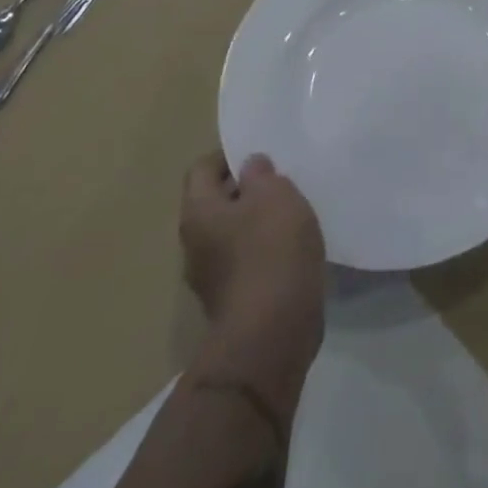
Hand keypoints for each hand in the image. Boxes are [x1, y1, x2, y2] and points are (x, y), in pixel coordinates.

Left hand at [179, 152, 324, 429]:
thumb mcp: (275, 194)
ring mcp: (211, 277)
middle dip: (246, 189)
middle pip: (217, 202)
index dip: (230, 156)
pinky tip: (293, 248)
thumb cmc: (271, 249)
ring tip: (293, 213)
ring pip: (233, 233)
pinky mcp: (233, 301)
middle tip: (282, 181)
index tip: (263, 155)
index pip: (202, 169)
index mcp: (198, 213)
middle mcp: (195, 244)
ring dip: (258, 221)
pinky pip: (246, 261)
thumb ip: (261, 174)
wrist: (273, 332)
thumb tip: (250, 167)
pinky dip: (266, 250)